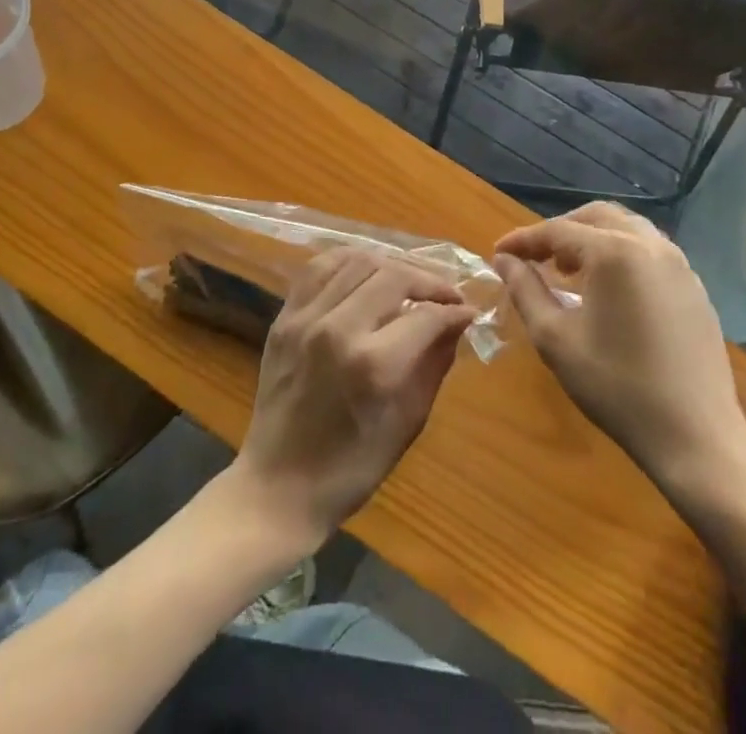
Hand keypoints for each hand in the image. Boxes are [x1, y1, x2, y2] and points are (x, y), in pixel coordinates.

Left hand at [232, 249, 478, 544]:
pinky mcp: (284, 316)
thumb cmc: (351, 468)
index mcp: (372, 365)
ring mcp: (305, 318)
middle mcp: (337, 329)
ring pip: (357, 261)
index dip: (454, 309)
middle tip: (446, 294)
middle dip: (428, 280)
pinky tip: (367, 271)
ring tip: (409, 280)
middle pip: (393, 275)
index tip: (468, 311)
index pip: (425, 315)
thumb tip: (458, 321)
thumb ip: (434, 363)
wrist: (278, 486)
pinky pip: (319, 267)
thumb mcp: (407, 423)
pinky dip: (349, 260)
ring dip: (392, 264)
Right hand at [493, 203, 745, 518]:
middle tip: (534, 258)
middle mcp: (650, 244)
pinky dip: (620, 254)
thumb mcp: (556, 339)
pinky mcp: (694, 286)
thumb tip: (504, 260)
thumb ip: (525, 290)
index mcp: (614, 251)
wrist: (697, 437)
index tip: (498, 254)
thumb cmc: (617, 387)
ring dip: (592, 238)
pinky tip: (608, 289)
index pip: (557, 231)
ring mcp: (679, 264)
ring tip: (569, 270)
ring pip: (626, 227)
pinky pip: (650, 251)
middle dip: (559, 231)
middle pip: (595, 217)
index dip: (523, 240)